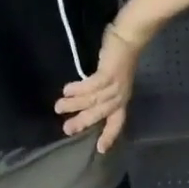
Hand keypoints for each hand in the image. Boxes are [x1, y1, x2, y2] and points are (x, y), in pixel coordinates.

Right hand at [55, 24, 141, 153]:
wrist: (129, 38)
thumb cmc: (118, 58)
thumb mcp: (113, 80)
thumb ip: (101, 92)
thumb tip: (83, 103)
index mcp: (122, 100)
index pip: (117, 122)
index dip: (109, 136)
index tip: (100, 149)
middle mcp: (120, 96)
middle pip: (101, 114)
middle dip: (83, 122)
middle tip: (66, 130)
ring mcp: (115, 85)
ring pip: (94, 100)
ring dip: (75, 105)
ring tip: (59, 108)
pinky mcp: (109, 73)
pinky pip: (92, 85)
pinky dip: (79, 89)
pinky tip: (67, 90)